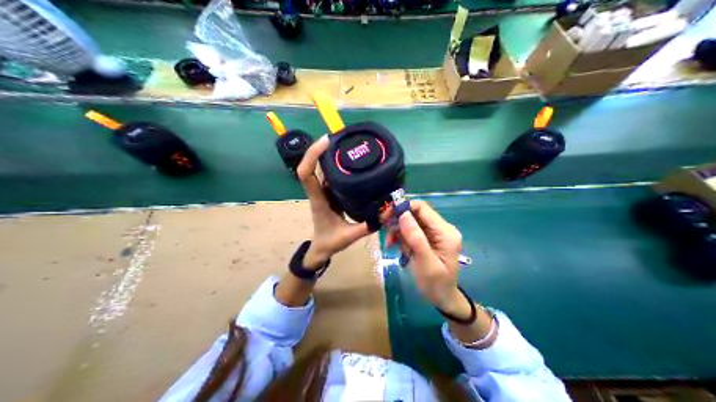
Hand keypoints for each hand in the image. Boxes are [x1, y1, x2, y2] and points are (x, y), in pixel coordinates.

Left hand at [297, 135, 371, 269]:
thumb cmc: (330, 242)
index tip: (326, 141)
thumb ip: (367, 226)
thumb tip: (387, 214)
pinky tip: (350, 160)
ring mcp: (322, 191)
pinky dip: (335, 165)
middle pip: (311, 166)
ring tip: (345, 144)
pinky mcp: (329, 193)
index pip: (306, 173)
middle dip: (320, 149)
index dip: (312, 155)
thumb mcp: (350, 236)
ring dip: (327, 155)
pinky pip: (329, 175)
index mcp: (318, 200)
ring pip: (320, 169)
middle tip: (339, 137)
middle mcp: (318, 192)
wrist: (321, 249)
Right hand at [387, 200, 463, 314]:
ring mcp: (435, 233)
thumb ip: (416, 238)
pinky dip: (401, 236)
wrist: (443, 299)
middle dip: (398, 220)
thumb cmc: (435, 284)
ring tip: (389, 243)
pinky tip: (394, 245)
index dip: (402, 208)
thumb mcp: (425, 263)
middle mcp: (442, 228)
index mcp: (445, 232)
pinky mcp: (428, 238)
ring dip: (397, 229)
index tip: (385, 217)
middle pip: (416, 213)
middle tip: (384, 232)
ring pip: (411, 221)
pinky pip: (411, 230)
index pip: (422, 208)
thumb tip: (403, 214)